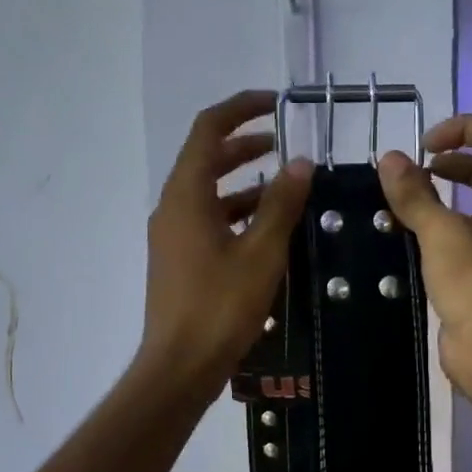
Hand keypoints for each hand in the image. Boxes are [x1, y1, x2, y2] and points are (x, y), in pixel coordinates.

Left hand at [138, 90, 312, 394]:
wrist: (180, 366)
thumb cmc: (220, 306)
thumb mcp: (261, 253)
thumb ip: (281, 204)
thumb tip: (300, 162)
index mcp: (186, 195)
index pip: (208, 129)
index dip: (241, 109)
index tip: (277, 105)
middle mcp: (172, 207)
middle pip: (205, 158)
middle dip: (244, 145)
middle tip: (284, 145)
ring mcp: (171, 236)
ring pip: (207, 193)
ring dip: (242, 182)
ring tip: (284, 188)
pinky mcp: (177, 261)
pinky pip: (206, 221)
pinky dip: (235, 213)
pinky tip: (265, 230)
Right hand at [376, 114, 471, 392]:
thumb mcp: (441, 233)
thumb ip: (414, 194)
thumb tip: (389, 159)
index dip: (465, 127)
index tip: (427, 145)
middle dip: (457, 160)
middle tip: (419, 169)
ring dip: (451, 192)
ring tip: (412, 197)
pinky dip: (449, 224)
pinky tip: (417, 233)